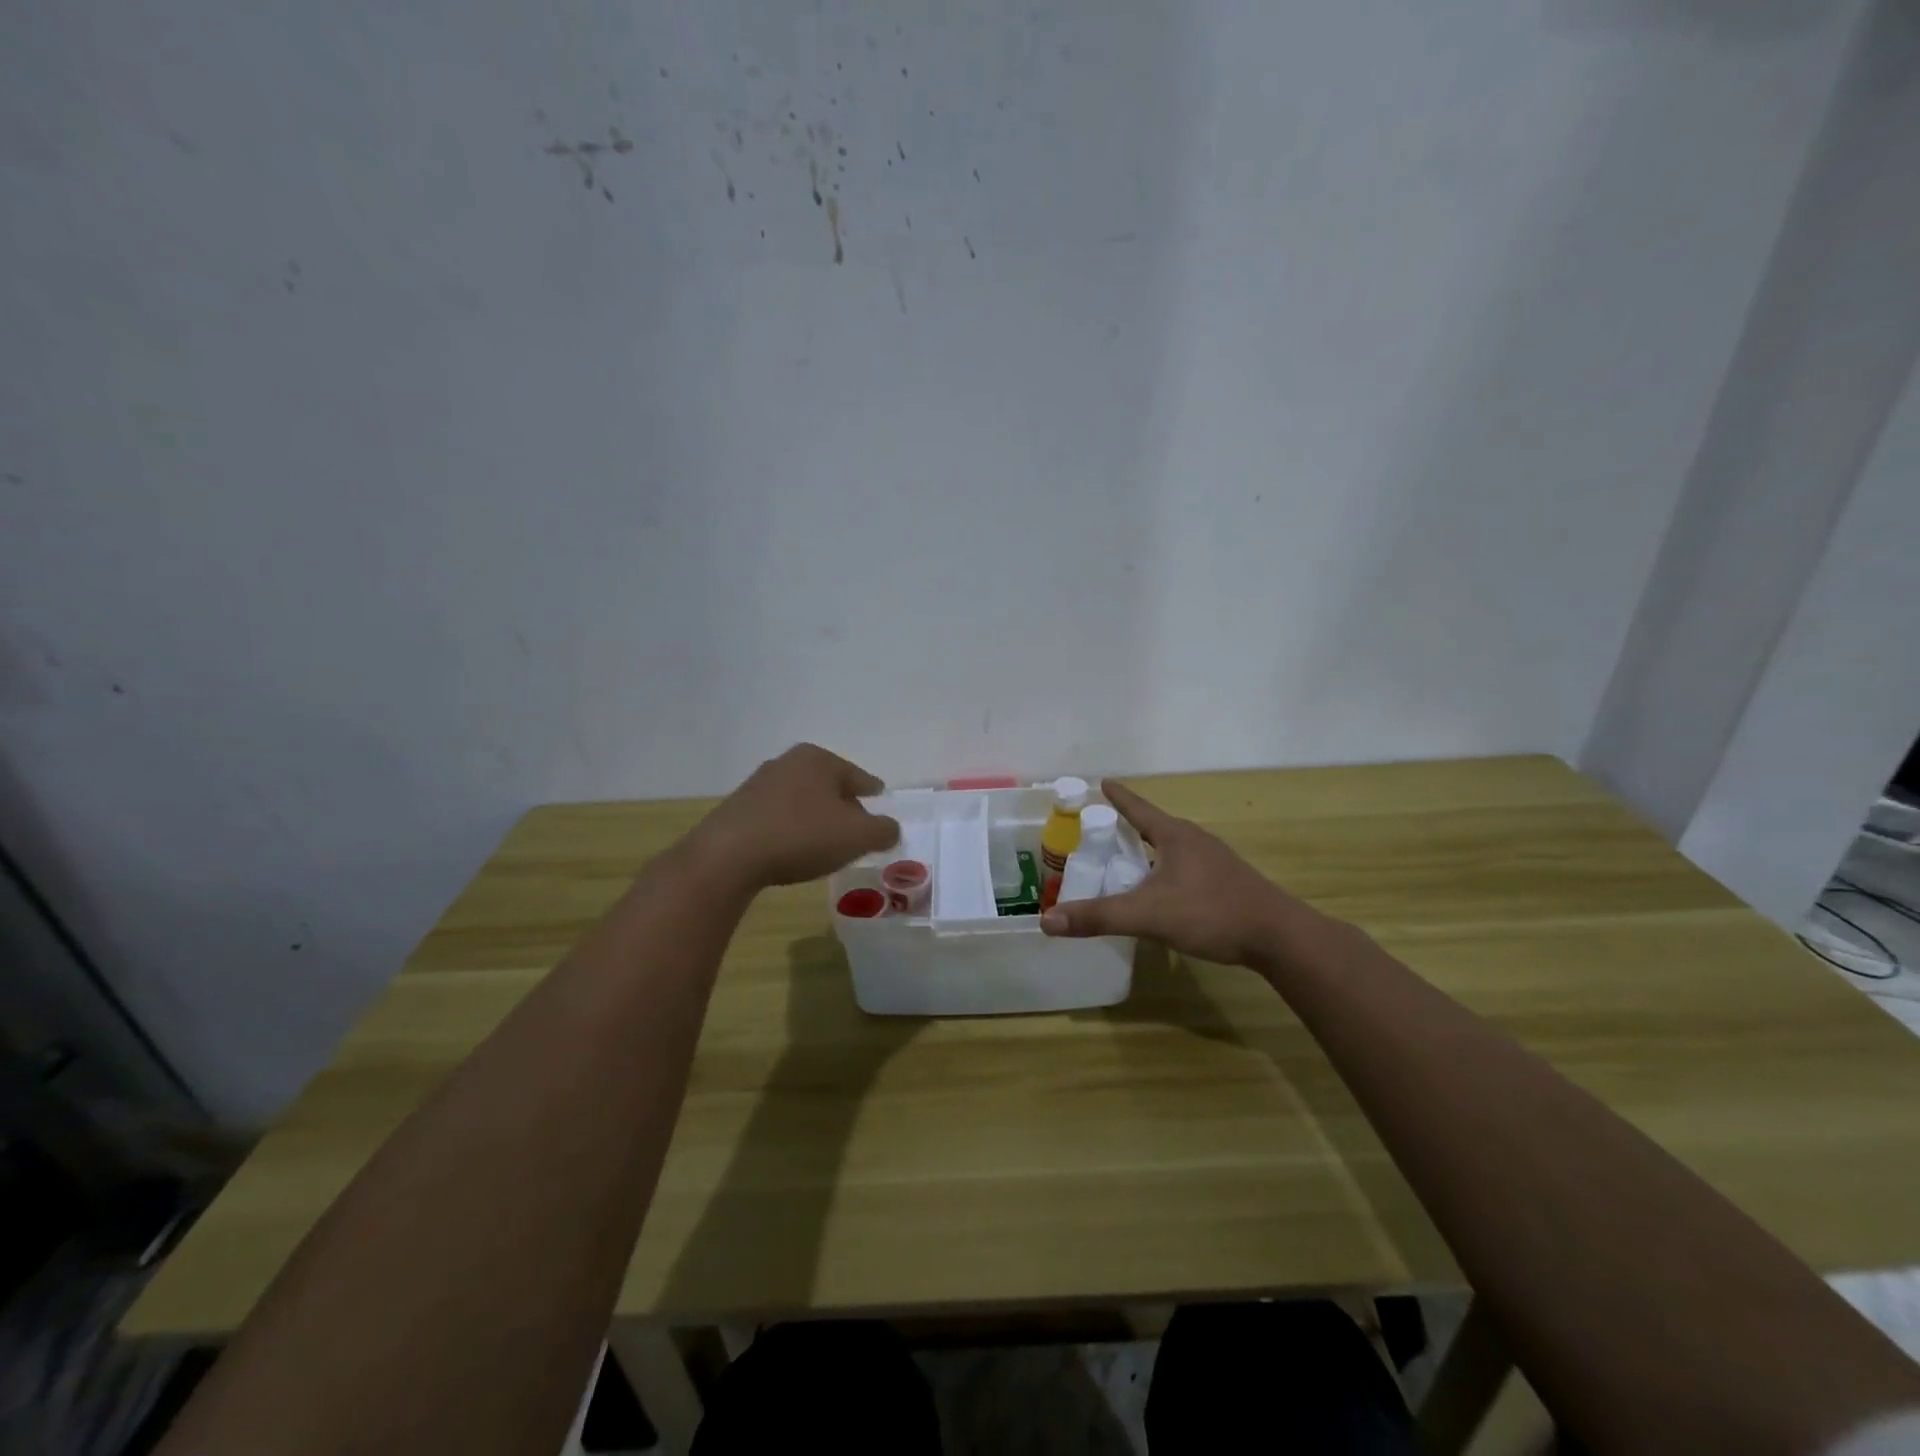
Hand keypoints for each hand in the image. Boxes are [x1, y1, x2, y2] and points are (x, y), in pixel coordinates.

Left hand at [689, 744, 899, 890]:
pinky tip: (792, 851)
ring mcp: (759, 783)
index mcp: (819, 759)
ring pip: (802, 800)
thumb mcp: (857, 836)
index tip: (880, 811)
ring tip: (824, 845)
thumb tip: (890, 828)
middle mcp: (788, 762)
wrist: (728, 856)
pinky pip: (778, 817)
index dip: (874, 796)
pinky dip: (791, 829)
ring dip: (816, 819)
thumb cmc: (802, 836)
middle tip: (856, 833)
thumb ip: (883, 830)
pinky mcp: (738, 808)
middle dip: (844, 807)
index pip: (860, 778)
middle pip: (830, 786)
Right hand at [1040, 780, 1316, 969]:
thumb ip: (1099, 917)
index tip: (1102, 781)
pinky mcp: (1227, 882)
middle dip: (1128, 827)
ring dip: (1148, 852)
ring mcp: (1215, 861)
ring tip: (1127, 864)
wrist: (1279, 937)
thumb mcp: (1148, 915)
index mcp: (1174, 836)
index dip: (1117, 796)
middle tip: (1102, 833)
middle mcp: (1195, 840)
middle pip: (1153, 827)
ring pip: (1171, 849)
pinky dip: (1165, 872)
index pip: (1138, 808)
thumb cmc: (1210, 913)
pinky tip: (1162, 893)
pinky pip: (1186, 868)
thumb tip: (1048, 920)